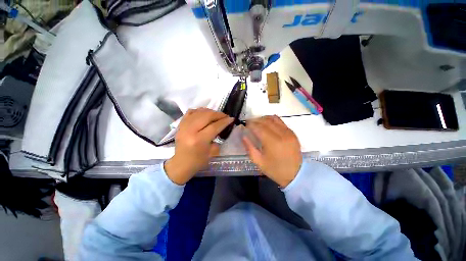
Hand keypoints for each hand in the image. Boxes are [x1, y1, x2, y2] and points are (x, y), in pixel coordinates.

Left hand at [164, 108, 232, 184]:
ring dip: (210, 111)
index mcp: (199, 140)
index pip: (214, 126)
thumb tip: (222, 127)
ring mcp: (184, 126)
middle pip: (207, 116)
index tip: (231, 119)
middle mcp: (190, 130)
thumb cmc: (198, 161)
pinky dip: (199, 111)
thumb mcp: (212, 153)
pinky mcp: (180, 124)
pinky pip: (191, 112)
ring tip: (216, 115)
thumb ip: (218, 138)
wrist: (181, 164)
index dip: (224, 121)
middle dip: (218, 114)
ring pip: (199, 112)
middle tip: (225, 116)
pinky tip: (204, 114)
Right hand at [242, 115, 301, 186]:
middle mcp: (281, 134)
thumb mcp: (259, 162)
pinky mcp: (292, 133)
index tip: (244, 125)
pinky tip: (267, 123)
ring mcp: (288, 132)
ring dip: (263, 118)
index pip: (258, 128)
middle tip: (249, 123)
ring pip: (273, 119)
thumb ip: (249, 148)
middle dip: (255, 120)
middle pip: (265, 121)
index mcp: (272, 143)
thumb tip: (243, 136)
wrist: (296, 175)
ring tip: (257, 122)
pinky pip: (280, 121)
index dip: (250, 125)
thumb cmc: (275, 170)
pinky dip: (272, 120)